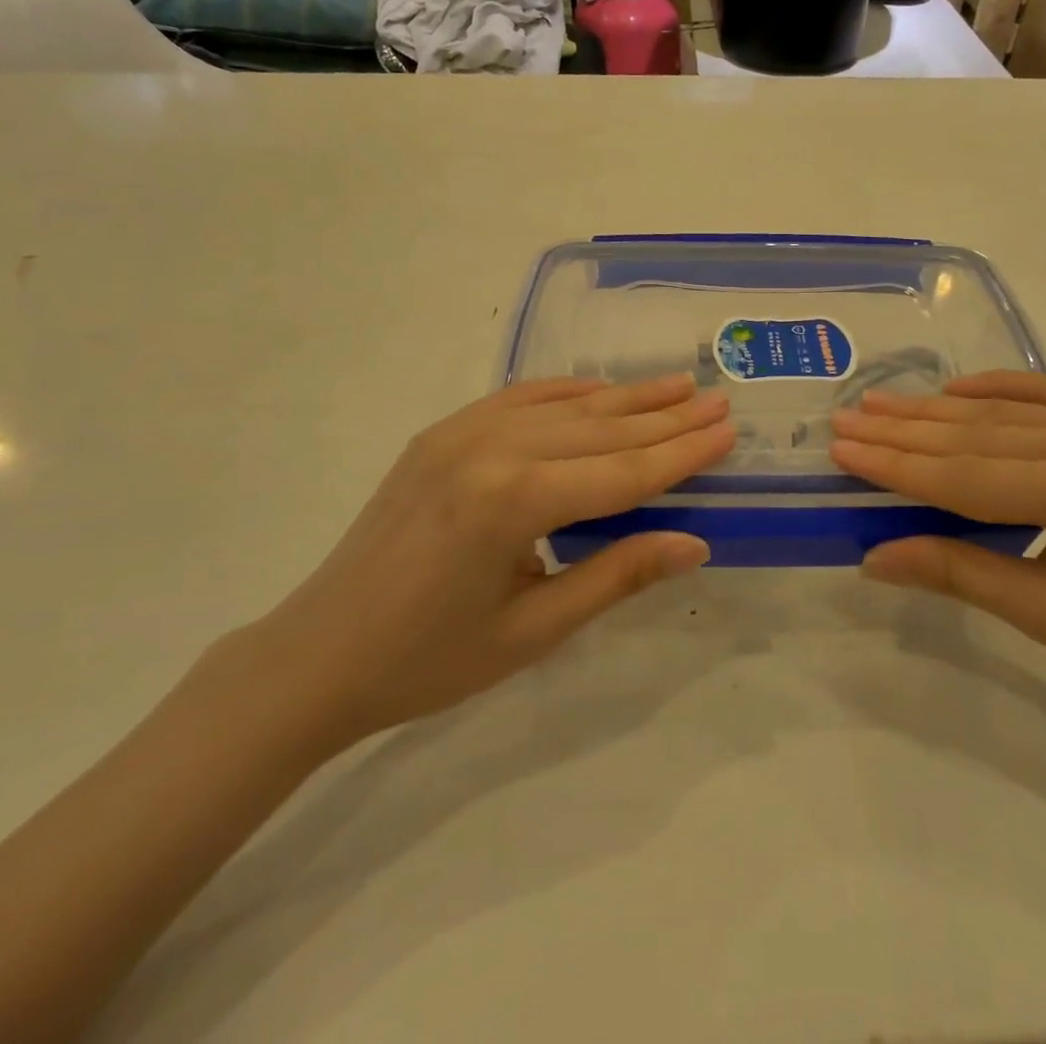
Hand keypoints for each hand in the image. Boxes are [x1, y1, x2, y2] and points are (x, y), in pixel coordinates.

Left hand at [257, 374, 734, 746]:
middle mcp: (490, 447)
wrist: (317, 655)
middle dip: (666, 417)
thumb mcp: (534, 630)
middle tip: (718, 401)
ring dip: (625, 397)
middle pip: (600, 429)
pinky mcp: (441, 433)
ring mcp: (460, 432)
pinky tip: (599, 389)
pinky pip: (518, 399)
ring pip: (564, 406)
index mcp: (513, 501)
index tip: (728, 431)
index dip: (682, 454)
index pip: (623, 472)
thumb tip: (694, 542)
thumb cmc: (429, 660)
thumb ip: (617, 575)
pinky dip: (566, 392)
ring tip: (678, 386)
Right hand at [829, 371, 1045, 728]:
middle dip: (907, 432)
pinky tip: (954, 388)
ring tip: (878, 405)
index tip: (843, 448)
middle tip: (846, 420)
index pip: (974, 476)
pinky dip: (998, 390)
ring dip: (937, 411)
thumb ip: (958, 573)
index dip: (901, 466)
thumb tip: (874, 556)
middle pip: (984, 436)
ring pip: (1008, 414)